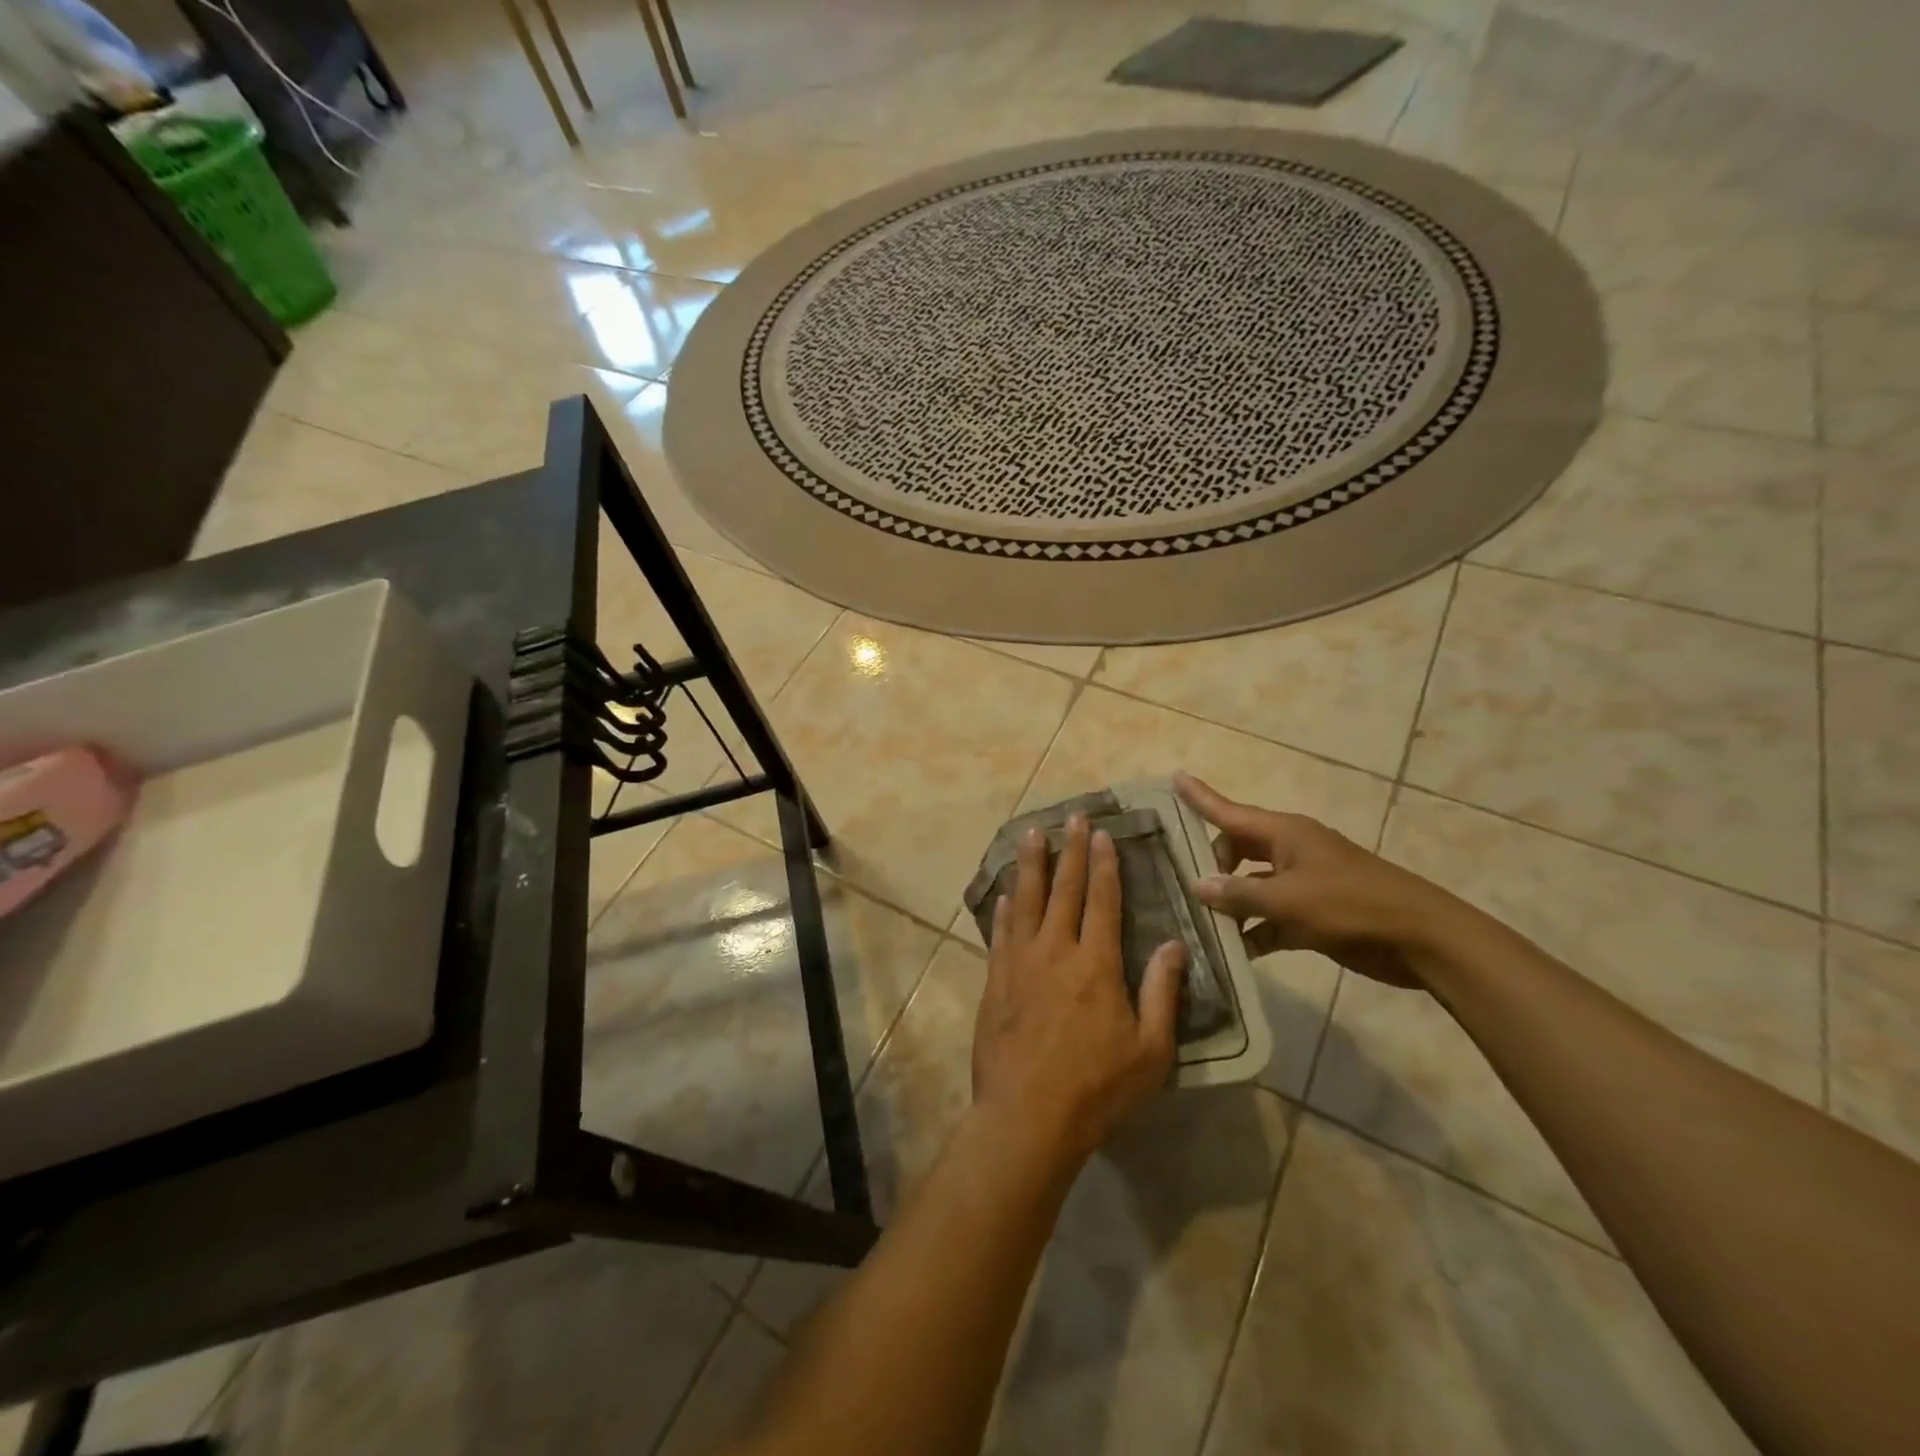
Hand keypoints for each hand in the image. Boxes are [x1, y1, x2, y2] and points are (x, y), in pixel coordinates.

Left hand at [972, 814, 1185, 1163]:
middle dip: (1071, 850)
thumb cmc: (1097, 1087)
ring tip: (1032, 834)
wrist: (1027, 1116)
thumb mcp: (1151, 1050)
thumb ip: (1162, 992)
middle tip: (1073, 818)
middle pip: (1064, 889)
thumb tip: (1175, 944)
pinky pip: (1000, 934)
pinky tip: (1004, 895)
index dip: (1104, 865)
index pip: (1102, 900)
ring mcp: (1019, 963)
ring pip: (1026, 901)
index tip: (1103, 834)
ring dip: (1030, 865)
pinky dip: (1004, 910)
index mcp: (1096, 963)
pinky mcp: (995, 980)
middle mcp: (1055, 950)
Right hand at [1175, 773, 1460, 988]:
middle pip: (1237, 849)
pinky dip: (1253, 931)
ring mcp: (1302, 883)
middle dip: (1212, 865)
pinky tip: (1232, 951)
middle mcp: (1289, 851)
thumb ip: (1239, 894)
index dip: (1200, 797)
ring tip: (1197, 922)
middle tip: (1186, 886)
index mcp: (1285, 833)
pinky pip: (1270, 916)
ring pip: (1251, 885)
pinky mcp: (1313, 914)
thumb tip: (1197, 886)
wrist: (1420, 939)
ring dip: (1230, 903)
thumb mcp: (1288, 900)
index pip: (1229, 811)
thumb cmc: (1351, 906)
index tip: (1174, 777)